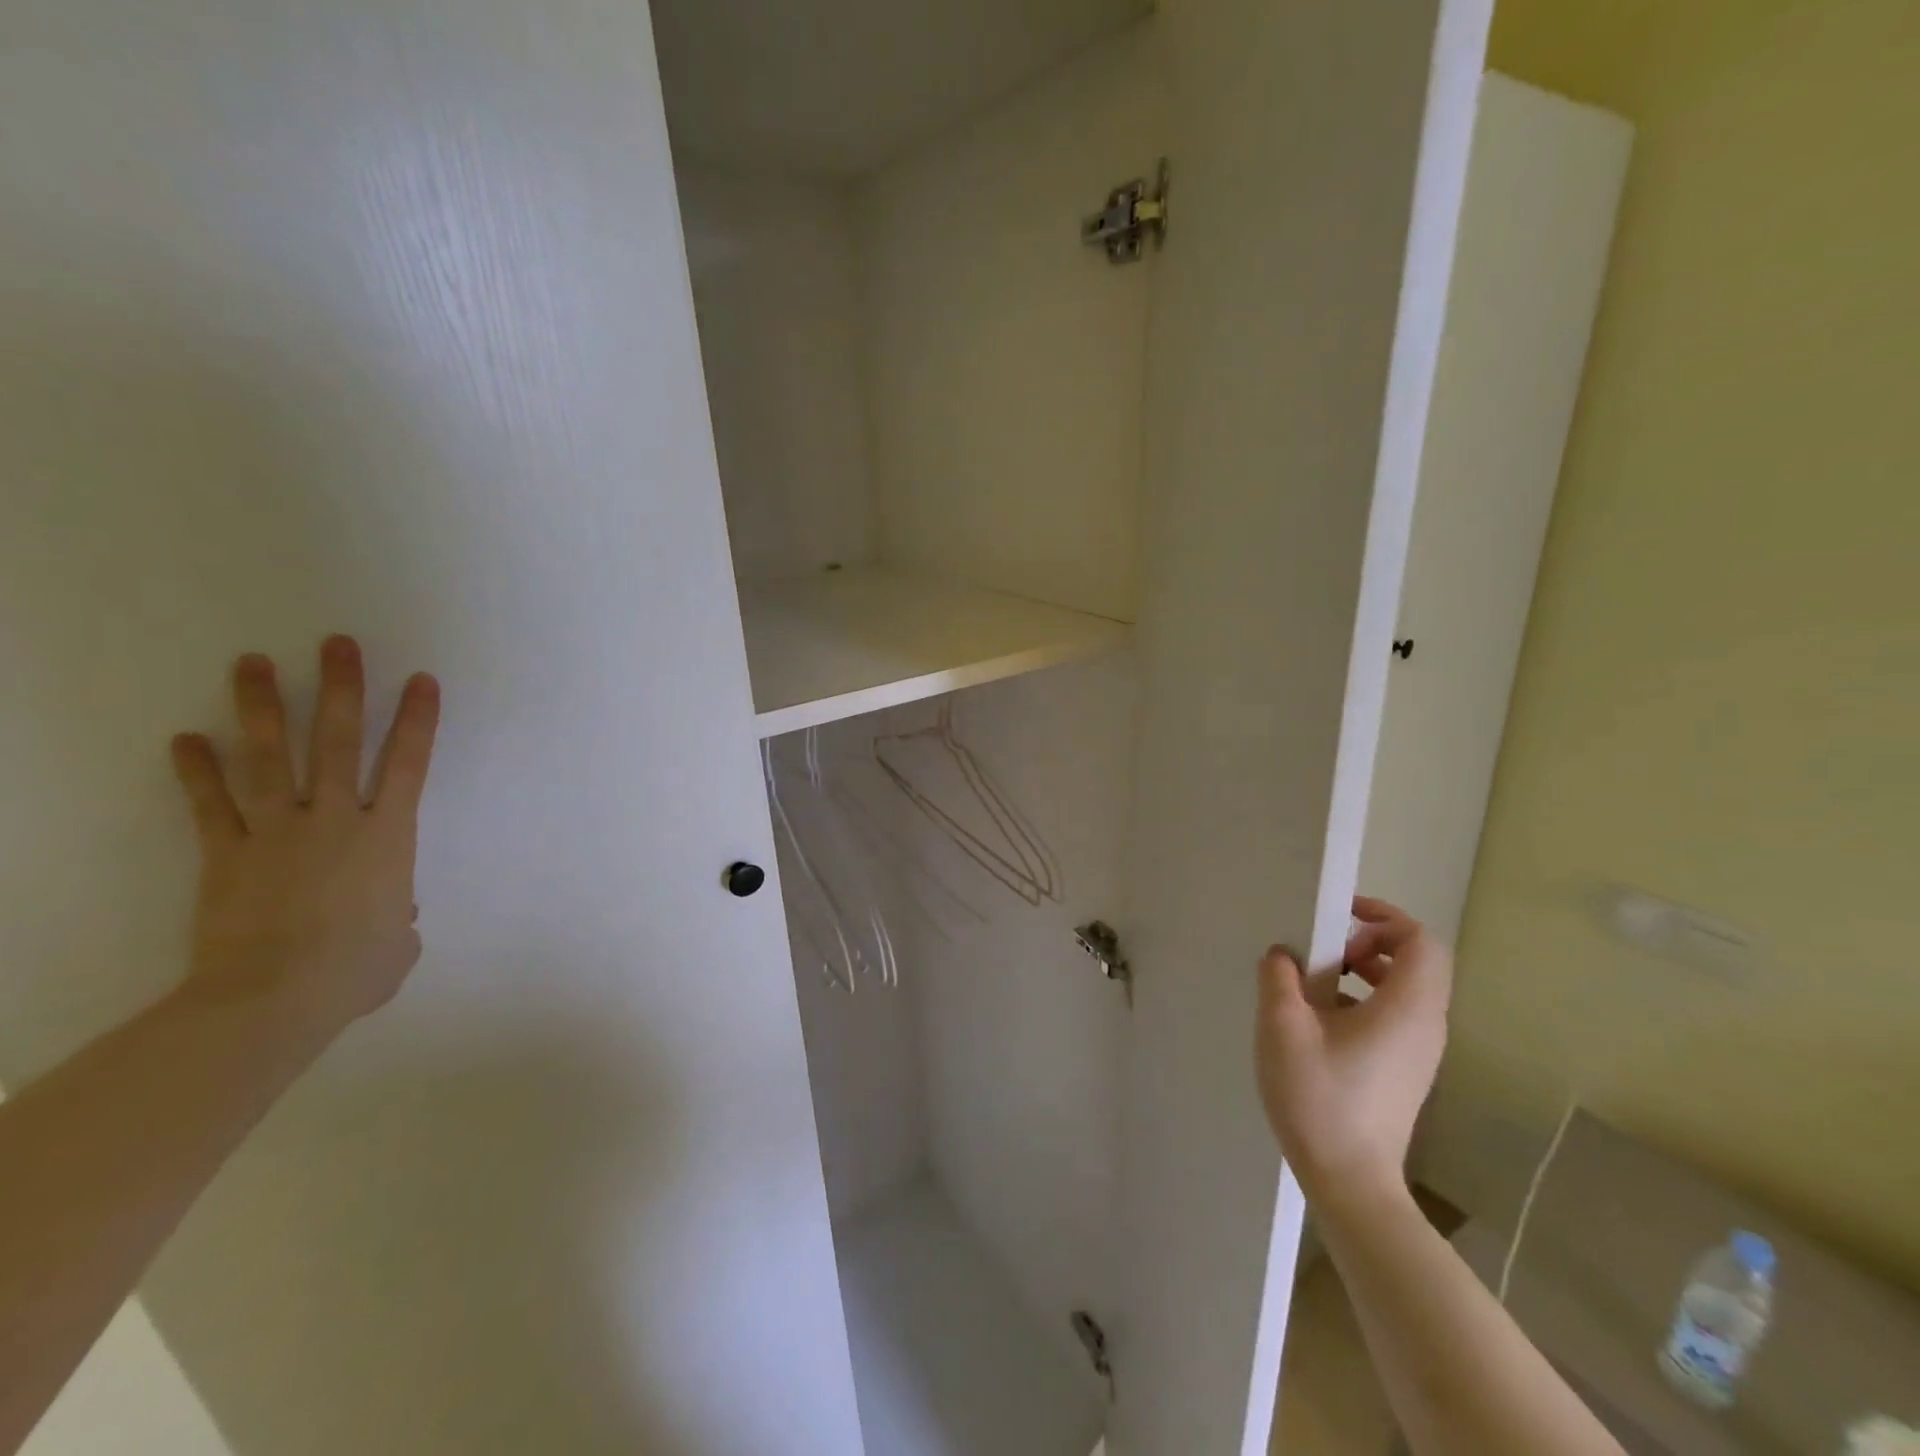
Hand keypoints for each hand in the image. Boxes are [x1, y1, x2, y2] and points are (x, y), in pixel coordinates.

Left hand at [169, 637, 439, 1039]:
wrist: (275, 997)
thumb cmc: (356, 969)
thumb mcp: (399, 942)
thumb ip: (400, 915)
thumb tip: (392, 911)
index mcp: (387, 836)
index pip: (409, 764)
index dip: (418, 720)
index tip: (421, 681)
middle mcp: (335, 819)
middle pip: (338, 742)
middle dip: (341, 690)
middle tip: (337, 645)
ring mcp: (278, 831)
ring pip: (270, 758)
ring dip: (262, 708)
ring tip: (253, 662)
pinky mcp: (228, 852)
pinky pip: (211, 804)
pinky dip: (196, 771)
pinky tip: (184, 738)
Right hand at [1255, 896, 1451, 1204]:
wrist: (1350, 1181)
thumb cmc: (1319, 1098)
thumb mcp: (1283, 1028)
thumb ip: (1279, 977)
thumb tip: (1282, 953)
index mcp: (1406, 1008)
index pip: (1421, 941)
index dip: (1385, 916)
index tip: (1340, 914)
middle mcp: (1426, 1025)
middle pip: (1417, 961)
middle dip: (1370, 941)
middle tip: (1324, 949)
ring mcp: (1420, 1051)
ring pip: (1406, 988)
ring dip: (1365, 970)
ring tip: (1316, 981)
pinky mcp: (1407, 1070)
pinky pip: (1397, 1014)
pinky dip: (1365, 998)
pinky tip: (1321, 1019)